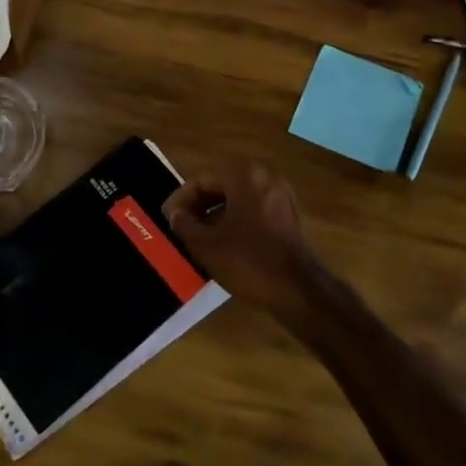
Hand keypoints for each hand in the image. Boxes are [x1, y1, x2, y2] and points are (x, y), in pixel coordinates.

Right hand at [164, 159, 320, 316]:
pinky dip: (236, 220)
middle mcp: (264, 177)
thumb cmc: (248, 261)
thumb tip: (175, 214)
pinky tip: (224, 242)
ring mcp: (280, 195)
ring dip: (216, 213)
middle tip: (180, 226)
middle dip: (199, 205)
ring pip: (238, 198)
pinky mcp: (288, 215)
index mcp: (243, 175)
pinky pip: (254, 209)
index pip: (202, 180)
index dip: (181, 199)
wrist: (298, 290)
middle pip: (221, 185)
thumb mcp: (206, 245)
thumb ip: (184, 224)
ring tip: (198, 236)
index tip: (167, 218)